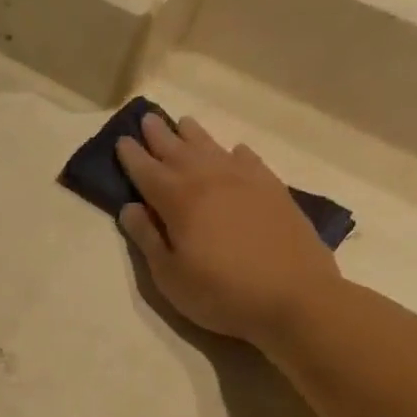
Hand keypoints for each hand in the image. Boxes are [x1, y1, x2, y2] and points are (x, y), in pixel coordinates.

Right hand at [115, 112, 342, 345]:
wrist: (295, 298)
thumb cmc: (221, 292)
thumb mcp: (169, 275)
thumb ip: (147, 238)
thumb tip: (130, 208)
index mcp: (179, 201)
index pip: (148, 172)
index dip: (132, 157)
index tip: (121, 140)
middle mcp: (211, 181)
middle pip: (179, 152)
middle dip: (159, 136)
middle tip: (146, 118)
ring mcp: (247, 183)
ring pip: (213, 149)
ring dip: (194, 135)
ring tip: (183, 122)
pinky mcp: (275, 192)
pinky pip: (250, 162)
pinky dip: (236, 153)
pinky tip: (234, 150)